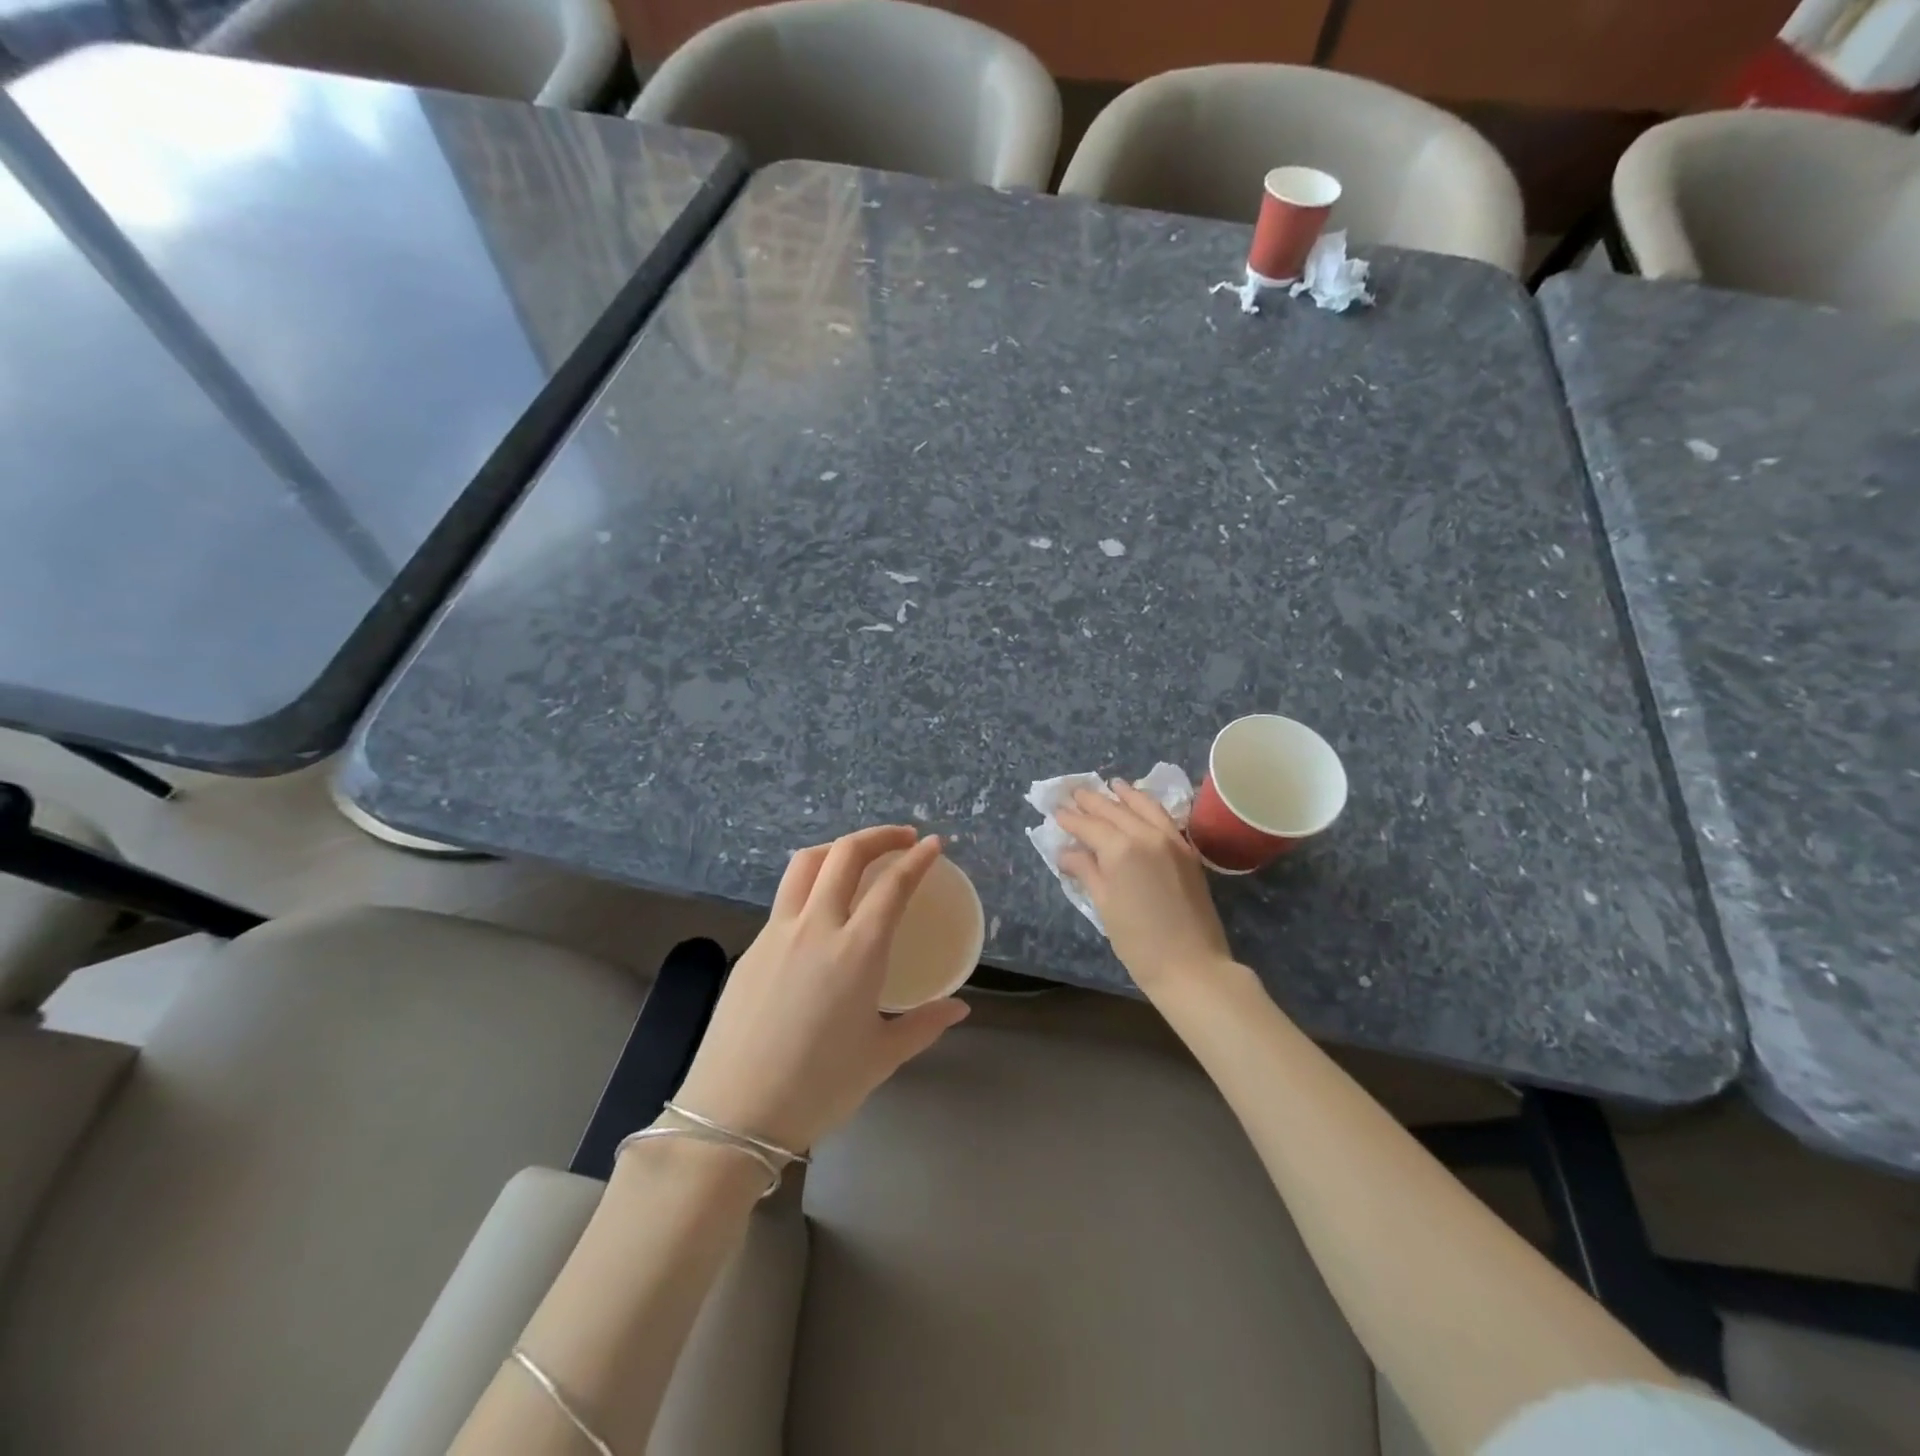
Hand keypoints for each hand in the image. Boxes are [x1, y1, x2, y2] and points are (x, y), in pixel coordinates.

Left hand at [671, 826, 969, 1153]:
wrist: (732, 1114)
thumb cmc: (817, 1087)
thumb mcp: (880, 1058)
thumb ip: (923, 1024)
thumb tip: (958, 1009)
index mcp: (857, 950)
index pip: (893, 885)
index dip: (917, 859)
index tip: (934, 845)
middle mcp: (817, 926)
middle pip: (846, 854)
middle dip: (879, 836)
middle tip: (903, 838)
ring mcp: (778, 932)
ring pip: (806, 864)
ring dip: (837, 848)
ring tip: (858, 857)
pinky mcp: (752, 947)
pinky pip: (786, 897)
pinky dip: (811, 882)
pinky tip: (821, 909)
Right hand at [1056, 781, 1233, 995]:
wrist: (1192, 966)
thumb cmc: (1139, 942)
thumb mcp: (1104, 905)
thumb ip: (1086, 871)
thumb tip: (1067, 852)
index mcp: (1121, 849)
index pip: (1090, 825)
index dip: (1071, 819)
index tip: (1056, 811)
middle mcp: (1147, 835)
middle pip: (1115, 810)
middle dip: (1092, 801)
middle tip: (1074, 793)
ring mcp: (1172, 840)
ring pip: (1144, 806)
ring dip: (1124, 795)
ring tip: (1110, 785)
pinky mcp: (1187, 851)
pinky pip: (1164, 817)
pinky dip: (1148, 806)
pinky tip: (1141, 804)